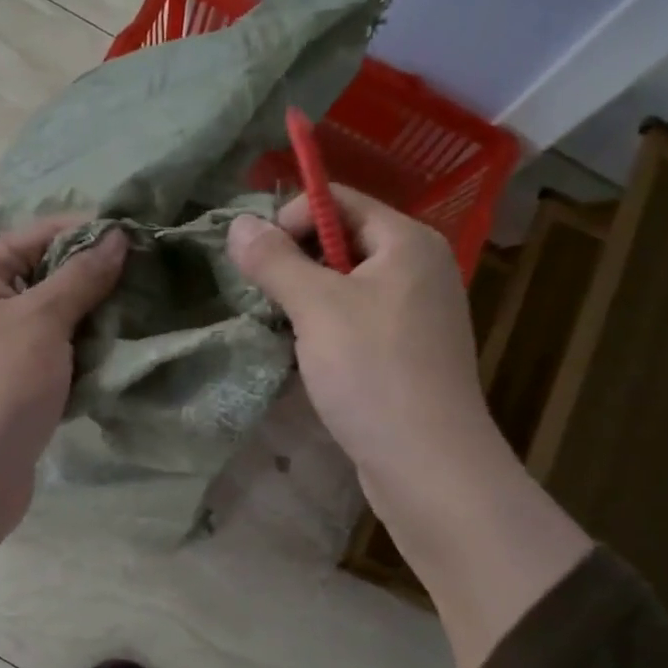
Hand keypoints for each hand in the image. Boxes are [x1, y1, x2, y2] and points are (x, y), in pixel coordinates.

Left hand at [0, 219, 126, 634]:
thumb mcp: (42, 319)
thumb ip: (81, 276)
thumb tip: (117, 236)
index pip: (37, 234)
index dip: (87, 232)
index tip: (141, 236)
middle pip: (46, 275)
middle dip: (95, 278)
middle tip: (150, 280)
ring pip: (54, 318)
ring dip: (94, 319)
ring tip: (143, 314)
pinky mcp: (12, 383)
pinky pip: (54, 355)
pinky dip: (82, 353)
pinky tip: (120, 352)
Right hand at [225, 188, 493, 520]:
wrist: (429, 466)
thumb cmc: (374, 373)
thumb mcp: (317, 308)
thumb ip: (275, 261)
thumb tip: (238, 224)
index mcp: (408, 242)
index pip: (340, 201)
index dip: (292, 217)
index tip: (258, 258)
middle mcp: (419, 269)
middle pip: (342, 241)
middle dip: (295, 262)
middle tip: (263, 296)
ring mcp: (415, 314)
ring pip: (345, 286)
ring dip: (305, 300)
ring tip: (279, 327)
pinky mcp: (406, 353)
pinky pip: (356, 321)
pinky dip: (325, 329)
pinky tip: (304, 355)